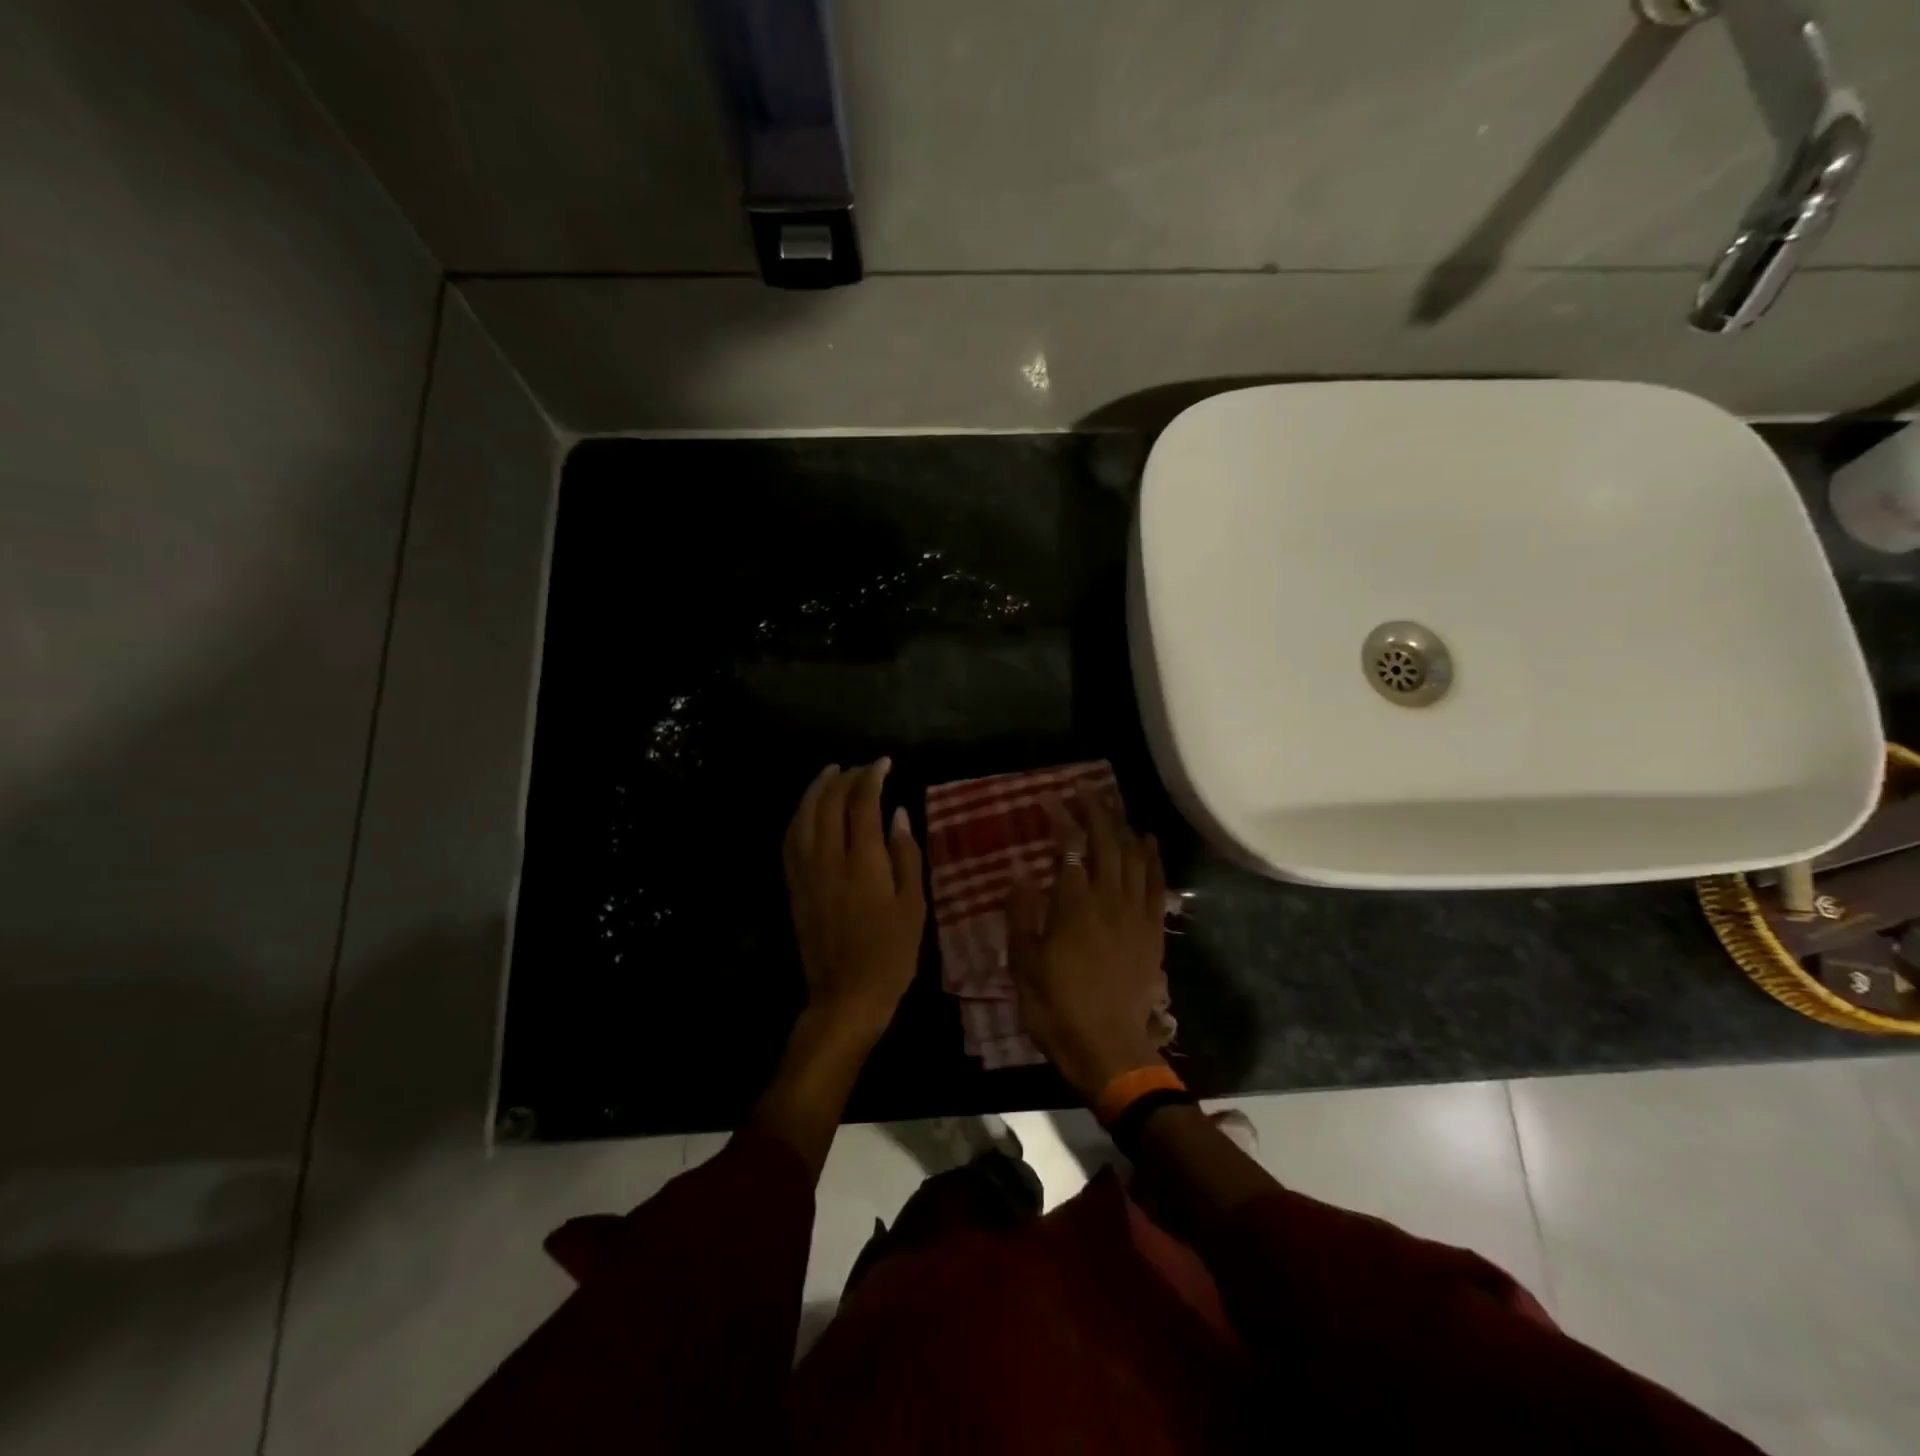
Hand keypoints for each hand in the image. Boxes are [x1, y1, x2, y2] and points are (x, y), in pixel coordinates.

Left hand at [783, 758, 926, 1043]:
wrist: (846, 995)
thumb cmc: (891, 954)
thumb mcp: (913, 905)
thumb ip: (906, 855)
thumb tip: (897, 814)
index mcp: (863, 862)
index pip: (862, 803)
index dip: (872, 776)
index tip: (884, 762)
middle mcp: (829, 859)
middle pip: (829, 803)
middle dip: (845, 777)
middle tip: (862, 768)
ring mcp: (806, 872)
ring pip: (804, 816)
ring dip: (816, 789)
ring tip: (830, 772)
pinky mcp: (795, 886)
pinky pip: (791, 840)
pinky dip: (799, 816)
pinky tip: (807, 810)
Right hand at [1006, 786, 1168, 1101]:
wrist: (1109, 1048)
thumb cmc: (1056, 1007)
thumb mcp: (1024, 963)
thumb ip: (1022, 914)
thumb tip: (1020, 873)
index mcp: (1074, 905)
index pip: (1070, 848)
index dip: (1062, 820)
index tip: (1051, 801)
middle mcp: (1108, 900)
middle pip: (1107, 843)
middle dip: (1096, 812)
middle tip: (1085, 792)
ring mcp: (1136, 914)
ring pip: (1134, 857)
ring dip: (1124, 827)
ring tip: (1113, 807)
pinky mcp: (1152, 931)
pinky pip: (1156, 884)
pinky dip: (1153, 857)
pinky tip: (1149, 840)